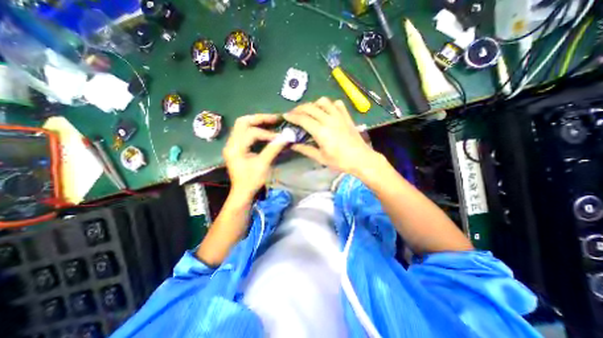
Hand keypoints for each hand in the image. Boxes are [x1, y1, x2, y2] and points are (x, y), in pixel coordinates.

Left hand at [223, 114, 285, 199]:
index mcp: (235, 148)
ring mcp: (232, 145)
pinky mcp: (236, 147)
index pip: (251, 133)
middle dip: (259, 119)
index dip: (267, 134)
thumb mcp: (263, 165)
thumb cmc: (251, 181)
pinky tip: (264, 130)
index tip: (280, 137)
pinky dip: (254, 129)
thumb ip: (273, 149)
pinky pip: (244, 132)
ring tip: (271, 122)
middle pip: (242, 122)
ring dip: (257, 122)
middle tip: (274, 119)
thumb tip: (287, 137)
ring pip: (242, 126)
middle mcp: (231, 143)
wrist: (242, 192)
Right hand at [284, 96, 378, 176]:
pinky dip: (330, 104)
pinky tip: (327, 111)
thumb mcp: (321, 158)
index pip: (303, 119)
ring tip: (310, 111)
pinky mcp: (347, 116)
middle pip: (310, 107)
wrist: (361, 159)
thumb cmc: (340, 161)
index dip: (292, 116)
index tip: (286, 116)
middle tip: (294, 114)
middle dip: (299, 109)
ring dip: (314, 104)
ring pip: (323, 102)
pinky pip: (337, 104)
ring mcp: (339, 116)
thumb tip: (293, 145)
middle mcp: (329, 120)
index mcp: (321, 131)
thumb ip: (306, 150)